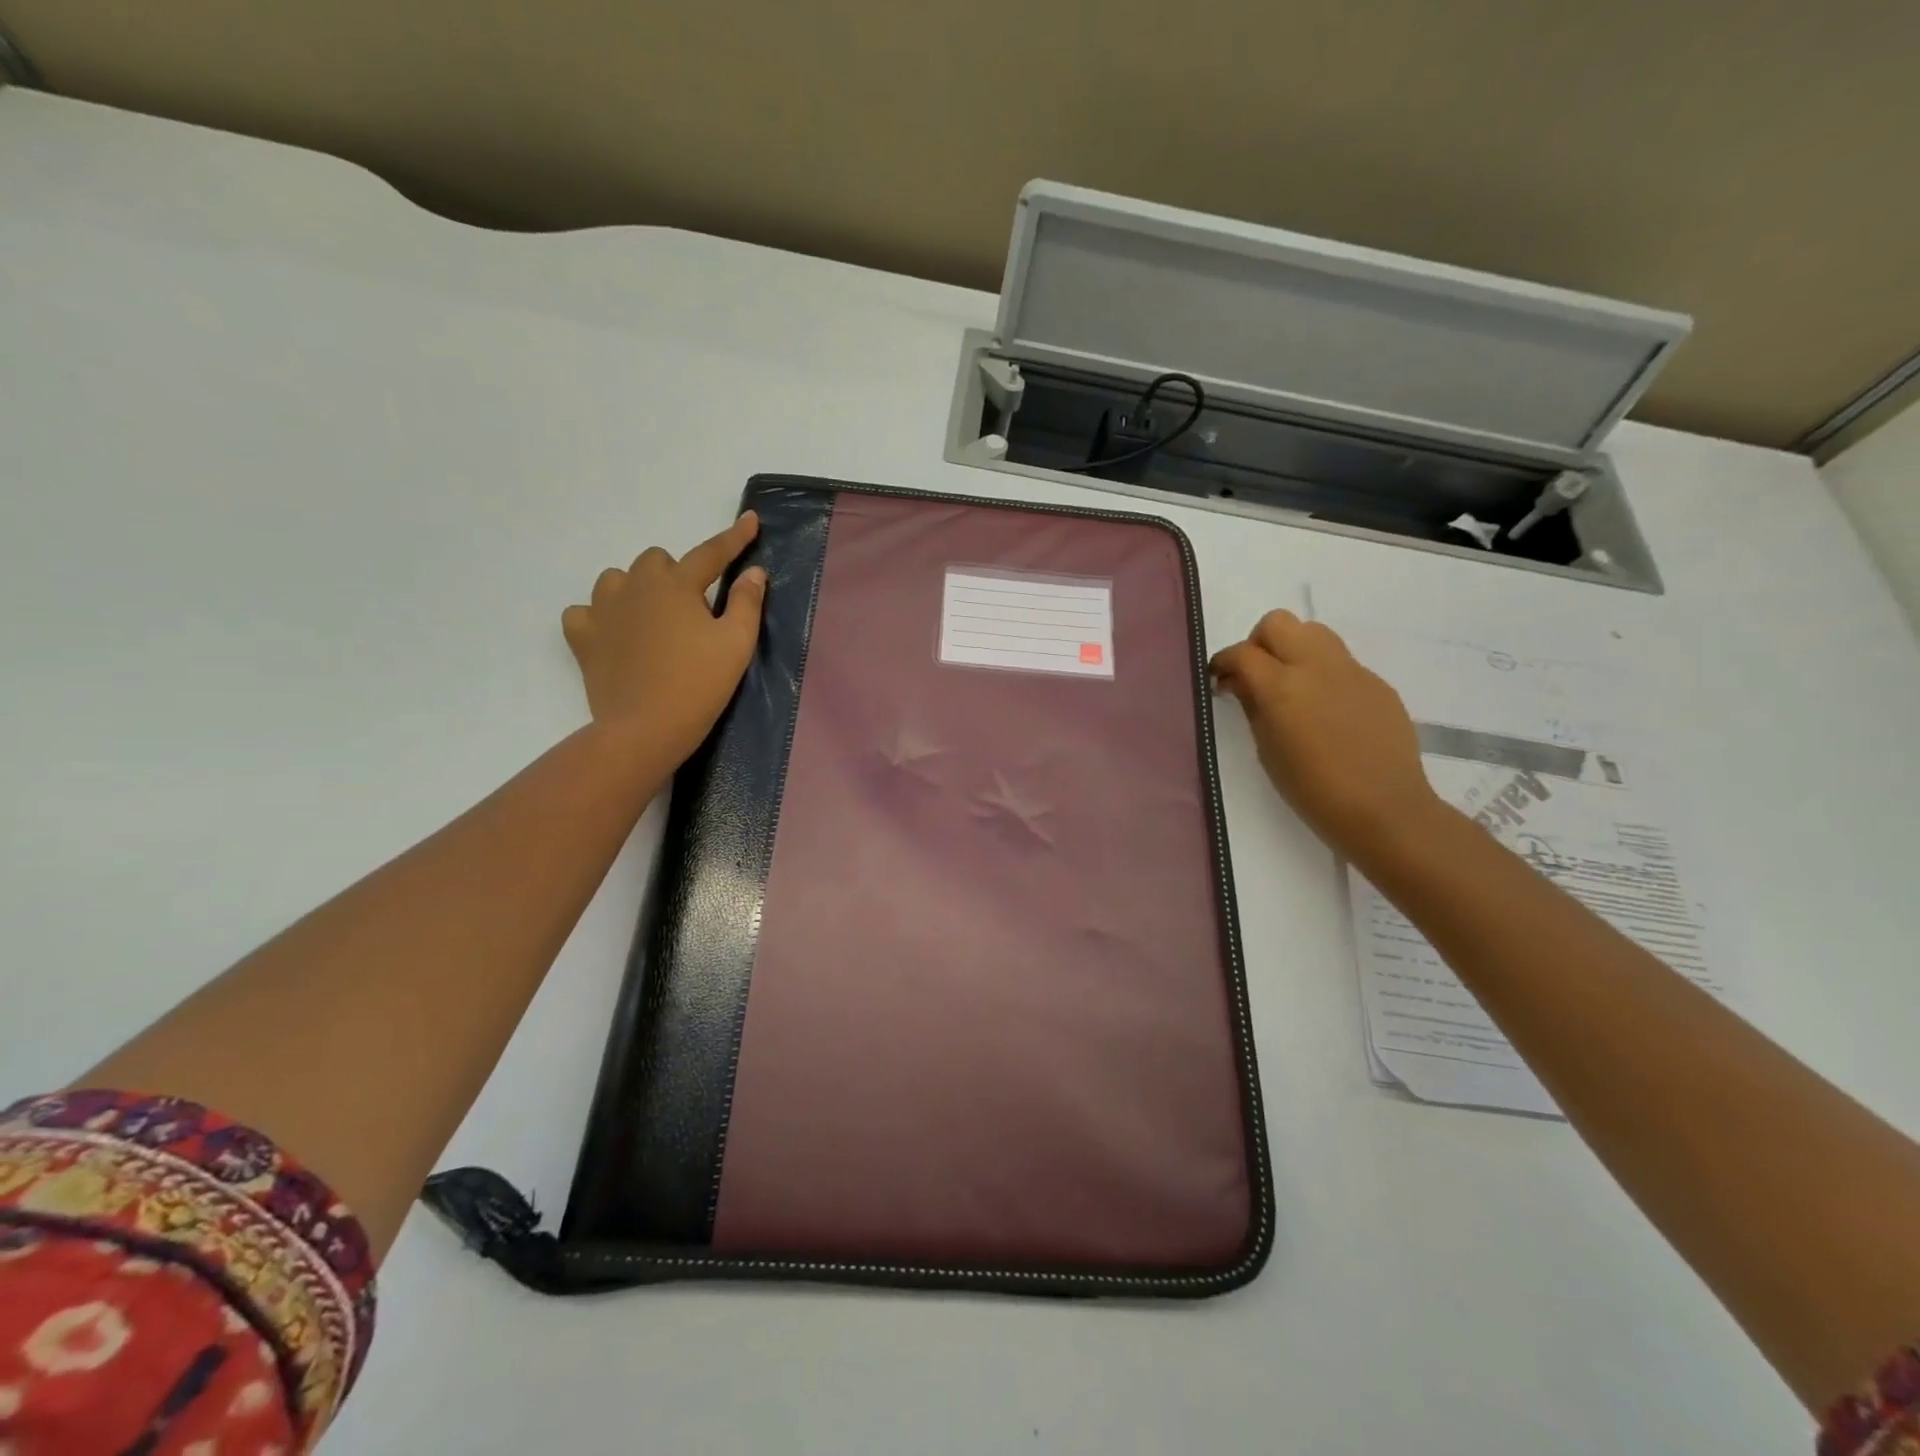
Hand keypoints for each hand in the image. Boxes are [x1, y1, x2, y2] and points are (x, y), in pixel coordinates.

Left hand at [561, 512, 765, 769]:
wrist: (645, 728)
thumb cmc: (699, 685)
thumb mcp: (737, 644)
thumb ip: (747, 603)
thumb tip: (753, 572)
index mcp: (677, 586)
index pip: (711, 553)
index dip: (734, 537)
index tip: (749, 520)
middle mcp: (635, 586)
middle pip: (656, 560)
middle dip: (676, 574)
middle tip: (694, 610)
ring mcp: (603, 610)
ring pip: (617, 579)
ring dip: (636, 590)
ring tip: (653, 619)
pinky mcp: (583, 638)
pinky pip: (584, 612)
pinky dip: (599, 617)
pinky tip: (615, 634)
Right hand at [1210, 610, 1442, 860]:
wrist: (1384, 809)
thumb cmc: (1313, 790)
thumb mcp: (1267, 751)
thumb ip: (1252, 706)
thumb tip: (1239, 683)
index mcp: (1281, 687)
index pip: (1242, 653)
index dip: (1223, 662)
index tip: (1218, 680)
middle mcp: (1316, 666)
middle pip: (1278, 623)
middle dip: (1258, 643)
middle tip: (1255, 675)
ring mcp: (1351, 671)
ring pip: (1313, 632)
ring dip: (1293, 648)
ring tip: (1290, 685)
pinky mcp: (1377, 683)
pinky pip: (1341, 662)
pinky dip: (1323, 673)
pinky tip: (1325, 710)